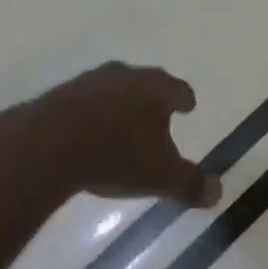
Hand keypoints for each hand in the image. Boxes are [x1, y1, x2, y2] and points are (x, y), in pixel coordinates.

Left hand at [4, 63, 221, 208]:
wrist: (49, 144)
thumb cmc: (117, 155)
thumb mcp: (160, 177)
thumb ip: (190, 183)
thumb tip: (218, 192)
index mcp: (157, 89)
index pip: (179, 90)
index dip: (184, 100)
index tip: (187, 106)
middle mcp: (128, 76)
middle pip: (147, 84)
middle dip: (152, 99)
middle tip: (157, 114)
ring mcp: (92, 81)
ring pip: (115, 89)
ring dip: (120, 104)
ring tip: (121, 124)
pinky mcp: (62, 94)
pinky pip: (86, 101)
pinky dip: (92, 113)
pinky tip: (88, 132)